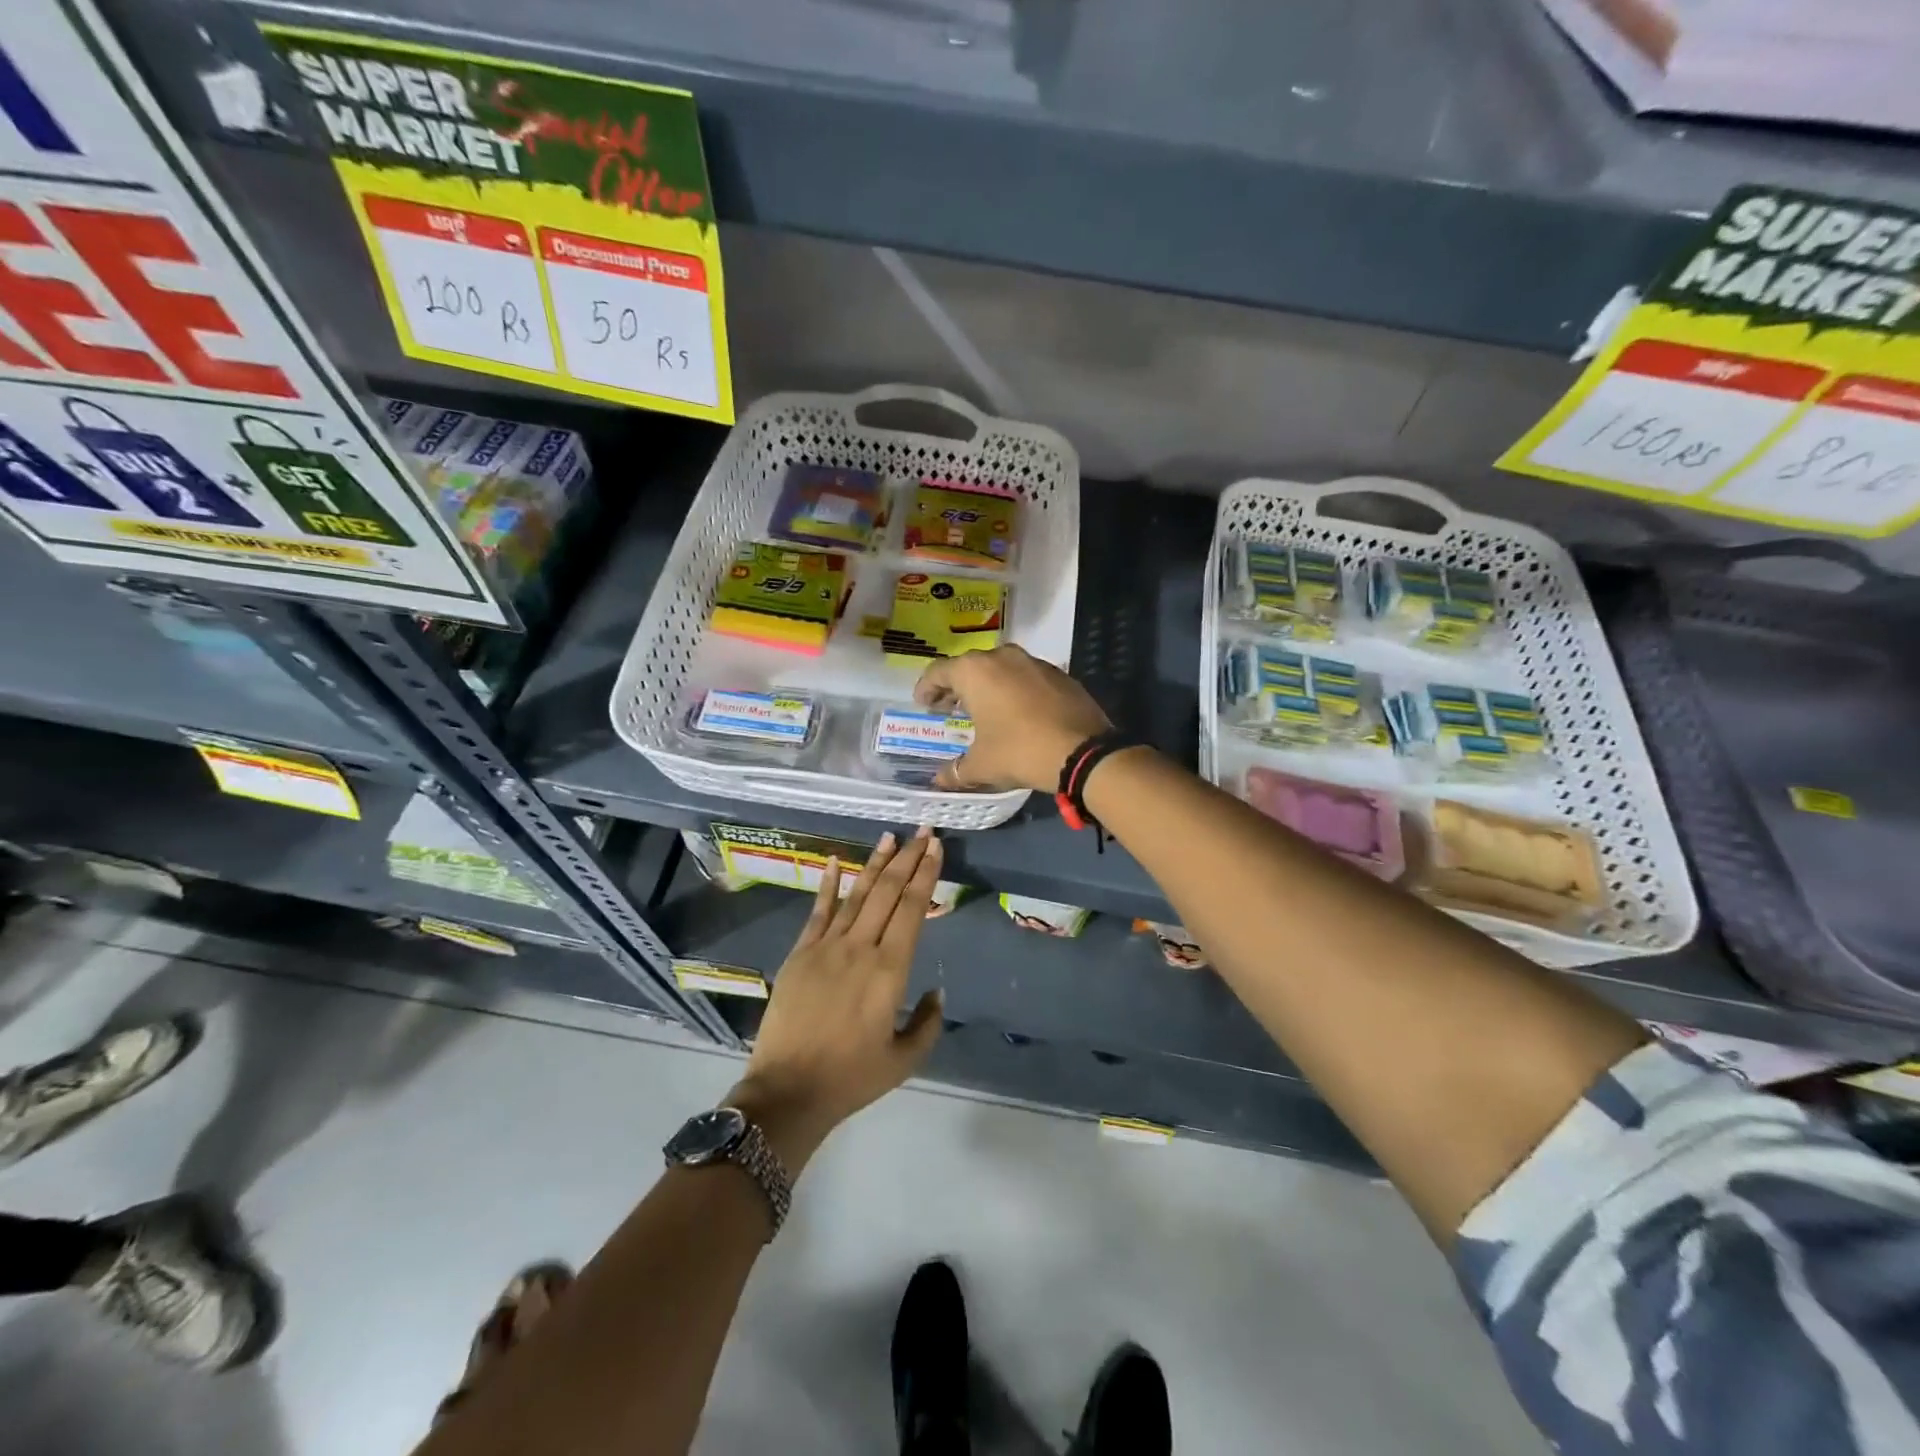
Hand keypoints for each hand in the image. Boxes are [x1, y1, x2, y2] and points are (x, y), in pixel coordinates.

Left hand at [732, 829, 945, 1168]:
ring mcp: (826, 947)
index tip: (935, 848)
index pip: (912, 909)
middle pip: (888, 892)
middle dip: (908, 859)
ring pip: (857, 895)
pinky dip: (828, 884)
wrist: (788, 1091)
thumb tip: (937, 992)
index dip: (926, 875)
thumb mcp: (904, 1060)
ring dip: (875, 864)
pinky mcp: (800, 953)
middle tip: (922, 830)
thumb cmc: (851, 1078)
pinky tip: (836, 861)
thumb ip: (927, 1023)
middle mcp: (860, 948)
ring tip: (889, 837)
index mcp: (890, 970)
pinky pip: (817, 911)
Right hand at [914, 645, 1111, 791]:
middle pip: (969, 666)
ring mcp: (1034, 662)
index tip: (923, 703)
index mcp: (975, 671)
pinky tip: (1017, 712)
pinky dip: (1014, 689)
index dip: (926, 688)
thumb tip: (939, 780)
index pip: (938, 672)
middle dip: (957, 686)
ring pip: (1000, 668)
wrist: (1083, 752)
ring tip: (983, 709)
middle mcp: (1002, 657)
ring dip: (987, 686)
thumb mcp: (981, 765)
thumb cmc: (1019, 751)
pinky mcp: (1059, 674)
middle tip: (949, 707)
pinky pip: (1026, 677)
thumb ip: (956, 771)